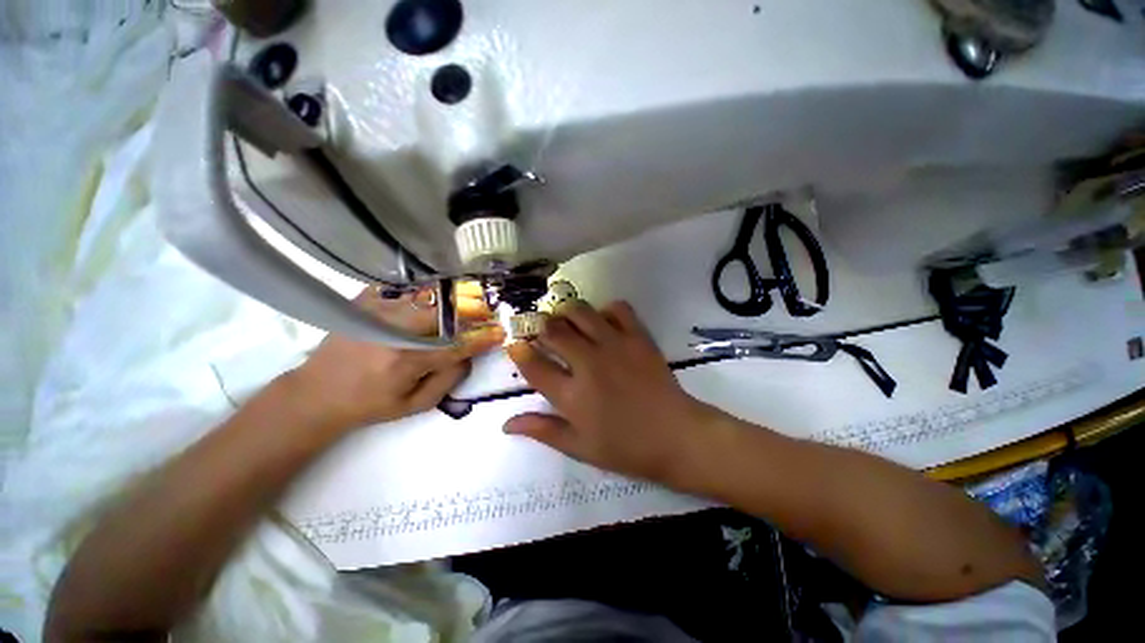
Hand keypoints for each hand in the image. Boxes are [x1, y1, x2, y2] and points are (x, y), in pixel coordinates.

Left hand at [283, 283, 502, 431]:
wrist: (316, 392)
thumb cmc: (370, 404)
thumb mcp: (414, 405)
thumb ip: (448, 380)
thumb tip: (469, 355)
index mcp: (405, 361)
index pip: (456, 345)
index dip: (481, 338)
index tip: (499, 332)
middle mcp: (393, 331)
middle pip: (443, 311)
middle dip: (469, 310)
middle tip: (483, 311)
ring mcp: (376, 311)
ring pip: (427, 296)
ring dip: (450, 298)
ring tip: (463, 301)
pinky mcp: (365, 300)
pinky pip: (404, 288)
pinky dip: (423, 290)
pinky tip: (431, 297)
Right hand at [505, 301, 719, 482]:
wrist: (676, 435)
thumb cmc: (626, 447)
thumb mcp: (580, 447)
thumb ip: (543, 430)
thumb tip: (506, 424)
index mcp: (572, 395)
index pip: (534, 365)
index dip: (519, 352)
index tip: (515, 346)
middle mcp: (589, 363)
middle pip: (553, 330)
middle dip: (539, 326)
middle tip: (540, 332)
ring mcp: (615, 345)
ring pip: (580, 312)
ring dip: (566, 312)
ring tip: (565, 322)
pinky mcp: (638, 337)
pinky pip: (617, 308)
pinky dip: (605, 310)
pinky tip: (602, 322)